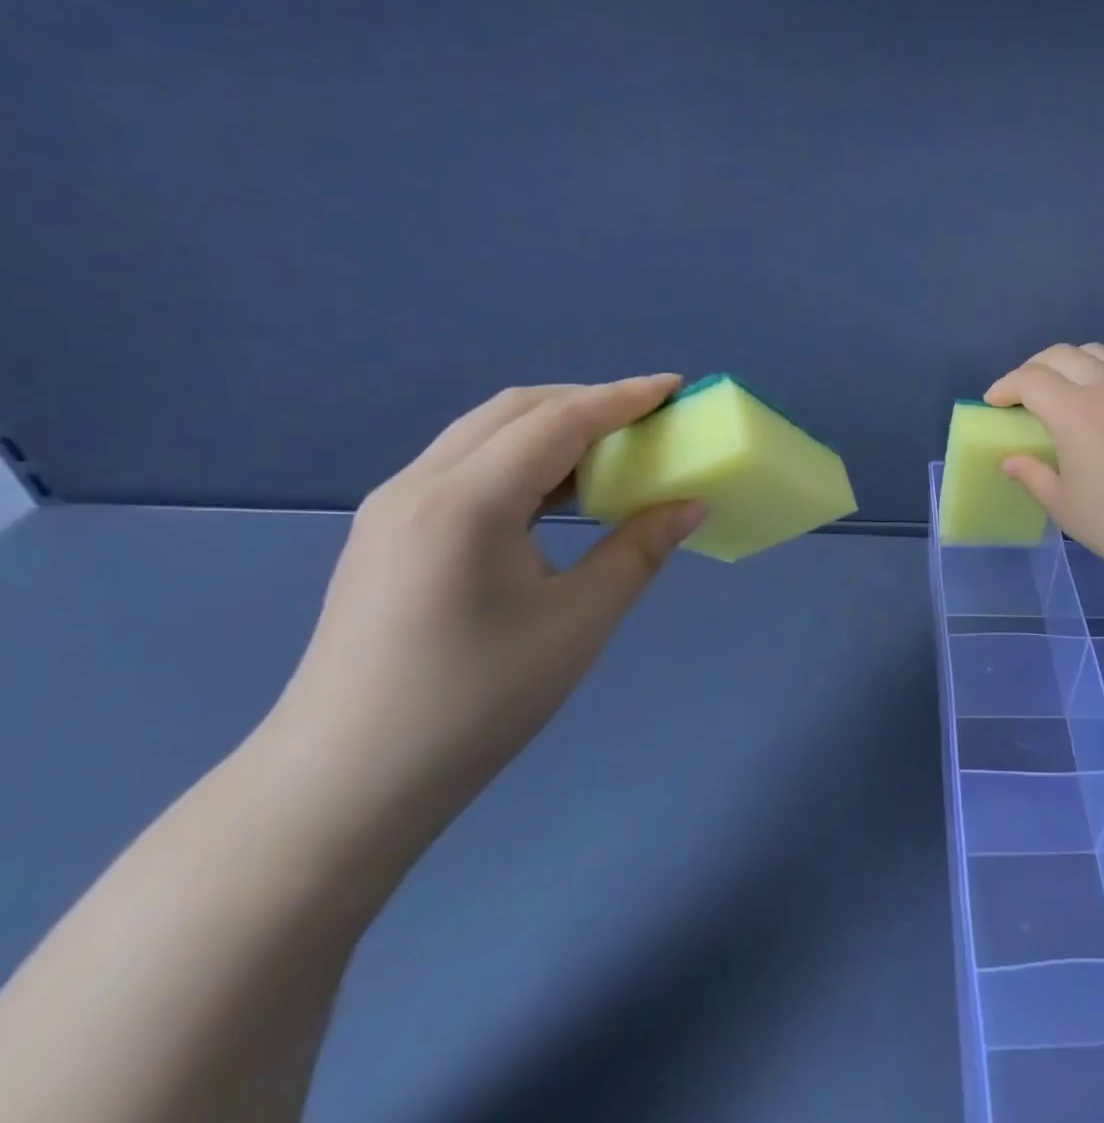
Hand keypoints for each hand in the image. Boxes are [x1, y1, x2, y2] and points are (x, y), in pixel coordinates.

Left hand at [266, 377, 705, 850]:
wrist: (342, 786)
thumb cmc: (474, 703)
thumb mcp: (578, 623)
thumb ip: (640, 550)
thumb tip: (691, 505)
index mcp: (467, 502)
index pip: (559, 421)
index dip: (624, 398)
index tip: (677, 387)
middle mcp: (421, 484)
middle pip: (517, 409)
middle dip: (590, 401)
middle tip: (651, 419)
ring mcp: (394, 505)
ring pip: (487, 431)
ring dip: (555, 425)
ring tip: (614, 449)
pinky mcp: (389, 530)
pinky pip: (468, 463)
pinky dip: (524, 456)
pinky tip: (558, 491)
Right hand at [986, 344, 1103, 588]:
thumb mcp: (1065, 506)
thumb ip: (1033, 475)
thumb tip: (1011, 460)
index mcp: (1075, 410)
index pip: (1030, 379)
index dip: (1004, 387)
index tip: (992, 404)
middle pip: (1061, 355)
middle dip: (1032, 368)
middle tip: (1019, 396)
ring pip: (1096, 354)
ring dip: (1067, 364)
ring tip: (1057, 393)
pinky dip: (1097, 377)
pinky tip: (1097, 410)